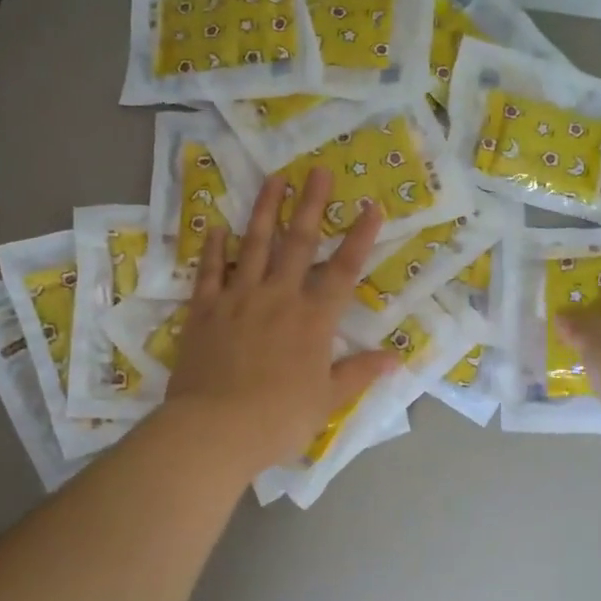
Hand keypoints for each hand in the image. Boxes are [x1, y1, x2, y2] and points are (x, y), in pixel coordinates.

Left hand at [163, 167, 397, 473]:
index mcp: (313, 319)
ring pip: (254, 244)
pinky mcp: (205, 309)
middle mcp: (278, 297)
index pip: (344, 270)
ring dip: (266, 209)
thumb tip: (395, 358)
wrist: (216, 429)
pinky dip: (214, 247)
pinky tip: (217, 226)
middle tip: (318, 171)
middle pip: (299, 243)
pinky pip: (210, 271)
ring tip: (275, 179)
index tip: (372, 206)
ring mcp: (239, 298)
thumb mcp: (328, 400)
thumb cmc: (279, 418)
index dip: (360, 237)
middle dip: (313, 205)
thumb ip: (359, 373)